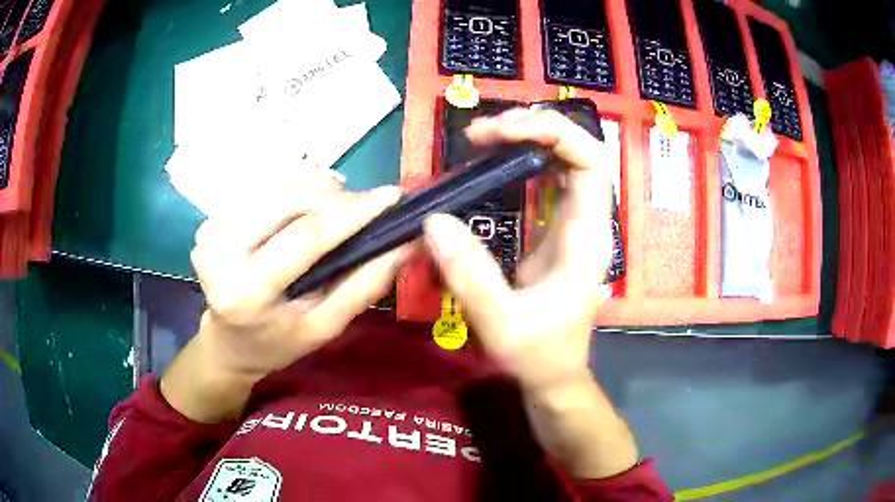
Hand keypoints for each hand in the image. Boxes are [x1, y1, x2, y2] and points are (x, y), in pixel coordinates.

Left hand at [162, 183, 406, 422]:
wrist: (228, 343)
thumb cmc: (278, 342)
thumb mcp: (324, 327)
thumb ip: (364, 285)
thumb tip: (406, 244)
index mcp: (246, 293)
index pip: (305, 237)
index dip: (352, 213)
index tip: (392, 197)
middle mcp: (219, 254)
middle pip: (288, 201)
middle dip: (336, 196)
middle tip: (370, 204)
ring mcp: (210, 233)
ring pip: (276, 188)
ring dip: (317, 188)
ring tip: (344, 204)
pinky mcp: (210, 221)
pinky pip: (263, 190)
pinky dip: (295, 188)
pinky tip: (313, 202)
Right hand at [424, 108, 613, 392]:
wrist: (553, 375)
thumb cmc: (537, 355)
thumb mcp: (501, 324)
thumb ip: (470, 276)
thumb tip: (433, 220)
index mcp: (587, 237)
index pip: (591, 160)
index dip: (553, 133)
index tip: (502, 135)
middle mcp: (586, 220)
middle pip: (578, 149)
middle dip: (533, 127)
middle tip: (482, 134)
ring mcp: (573, 222)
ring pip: (563, 158)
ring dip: (526, 138)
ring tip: (481, 139)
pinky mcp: (556, 229)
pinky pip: (546, 178)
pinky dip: (520, 159)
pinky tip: (491, 161)